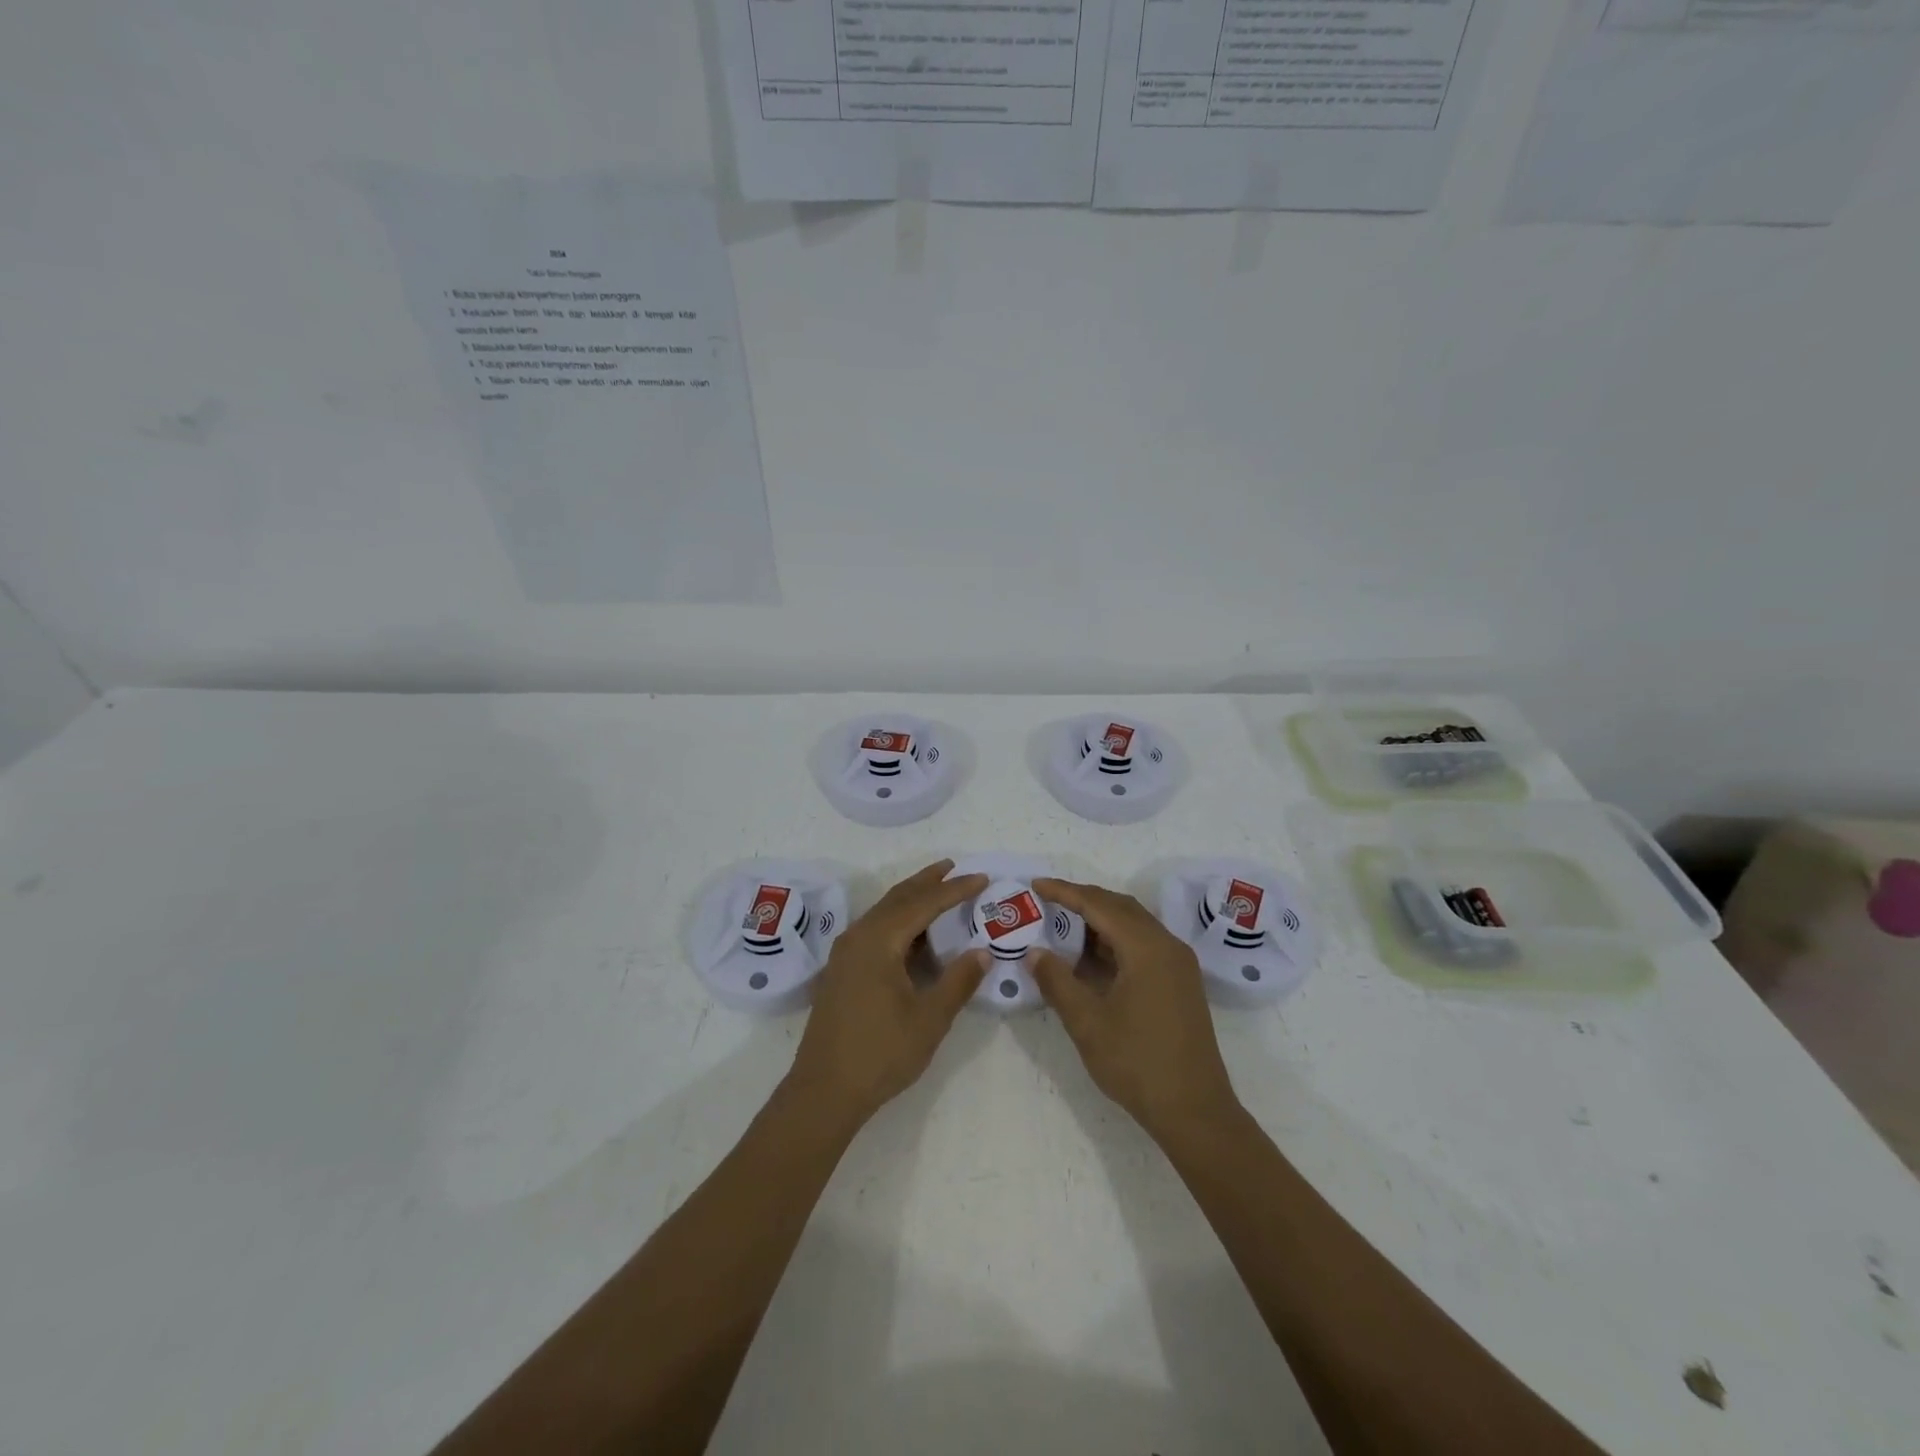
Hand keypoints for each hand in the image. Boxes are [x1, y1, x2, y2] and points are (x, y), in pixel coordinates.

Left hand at [786, 861, 988, 1128]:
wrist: (823, 1091)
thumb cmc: (880, 1053)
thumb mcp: (930, 1019)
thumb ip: (959, 981)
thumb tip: (983, 952)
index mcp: (878, 940)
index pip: (924, 903)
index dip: (955, 889)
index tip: (982, 877)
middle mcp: (858, 936)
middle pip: (898, 898)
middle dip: (928, 882)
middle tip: (955, 867)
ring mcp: (845, 953)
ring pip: (884, 912)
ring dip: (912, 900)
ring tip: (939, 891)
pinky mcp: (842, 970)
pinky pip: (875, 930)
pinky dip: (899, 921)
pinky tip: (914, 935)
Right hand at [1030, 878, 1240, 1143]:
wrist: (1194, 1111)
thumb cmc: (1137, 1063)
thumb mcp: (1087, 1022)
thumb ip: (1057, 981)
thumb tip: (1034, 952)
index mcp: (1147, 948)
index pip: (1099, 905)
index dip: (1065, 892)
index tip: (1035, 885)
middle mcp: (1167, 946)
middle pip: (1120, 907)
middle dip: (1082, 900)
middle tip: (1047, 901)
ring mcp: (1178, 964)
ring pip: (1134, 925)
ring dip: (1099, 921)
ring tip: (1063, 927)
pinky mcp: (1180, 982)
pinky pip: (1144, 945)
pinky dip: (1115, 942)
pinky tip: (1091, 958)